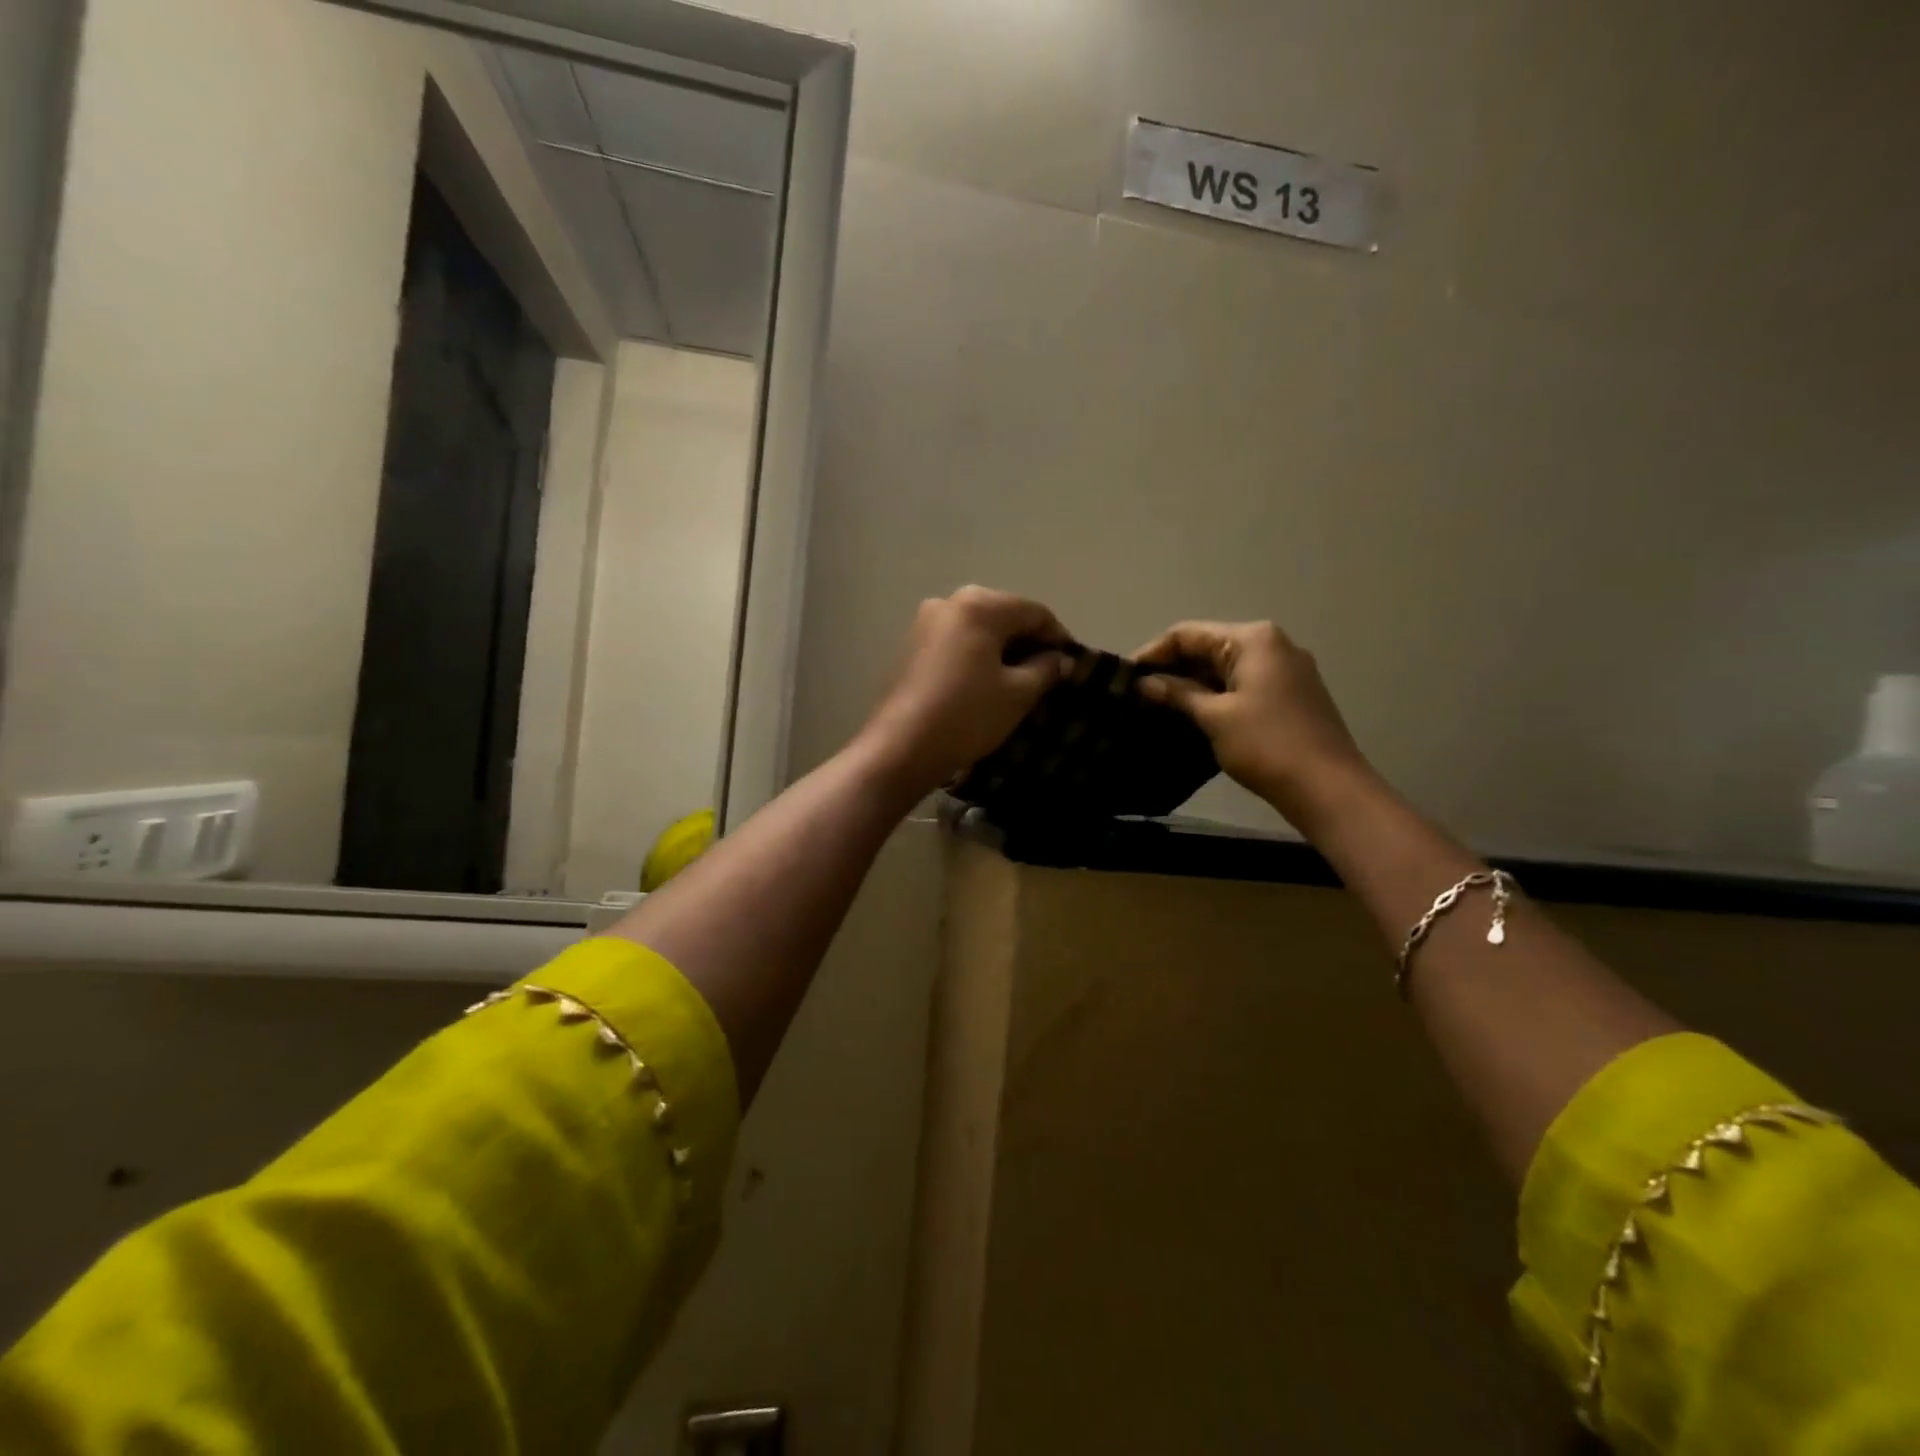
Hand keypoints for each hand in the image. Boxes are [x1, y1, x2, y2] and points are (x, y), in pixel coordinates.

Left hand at [860, 586, 1072, 795]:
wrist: (901, 747)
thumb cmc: (967, 715)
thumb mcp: (1017, 694)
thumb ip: (1046, 669)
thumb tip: (1060, 659)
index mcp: (979, 605)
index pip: (1034, 612)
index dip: (1058, 637)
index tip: (1072, 665)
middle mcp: (950, 602)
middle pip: (1005, 614)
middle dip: (1029, 641)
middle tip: (1048, 673)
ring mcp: (925, 622)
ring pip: (979, 628)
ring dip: (1003, 649)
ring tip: (1020, 680)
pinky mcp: (912, 645)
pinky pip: (958, 641)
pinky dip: (978, 655)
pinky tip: (987, 682)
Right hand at [1135, 620, 1372, 823]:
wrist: (1328, 788)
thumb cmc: (1266, 744)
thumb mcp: (1214, 717)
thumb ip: (1177, 694)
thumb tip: (1144, 683)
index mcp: (1253, 639)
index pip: (1187, 633)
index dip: (1152, 653)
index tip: (1124, 678)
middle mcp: (1271, 644)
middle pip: (1207, 647)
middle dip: (1171, 669)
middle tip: (1136, 695)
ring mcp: (1285, 670)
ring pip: (1223, 668)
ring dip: (1190, 685)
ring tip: (1155, 707)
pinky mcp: (1289, 695)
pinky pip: (1241, 685)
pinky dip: (1214, 696)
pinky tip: (1191, 716)